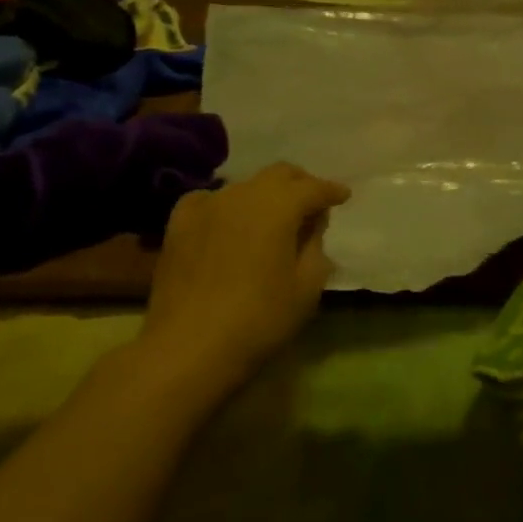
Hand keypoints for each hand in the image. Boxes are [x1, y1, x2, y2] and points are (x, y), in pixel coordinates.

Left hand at [137, 162, 350, 395]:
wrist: (189, 346)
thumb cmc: (259, 319)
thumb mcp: (306, 288)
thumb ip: (315, 247)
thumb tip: (312, 224)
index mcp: (278, 207)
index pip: (312, 187)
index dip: (331, 191)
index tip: (343, 195)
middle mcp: (242, 194)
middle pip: (278, 174)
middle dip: (300, 183)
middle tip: (312, 202)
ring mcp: (207, 205)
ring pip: (244, 186)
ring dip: (264, 196)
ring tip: (273, 218)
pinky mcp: (179, 223)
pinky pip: (209, 200)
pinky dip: (227, 205)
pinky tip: (228, 222)